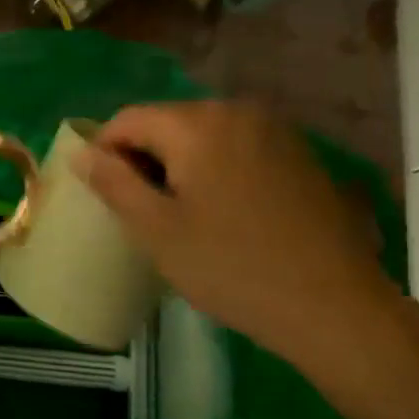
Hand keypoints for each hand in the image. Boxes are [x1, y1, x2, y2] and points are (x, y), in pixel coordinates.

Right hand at [72, 100, 399, 389]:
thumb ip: (113, 183)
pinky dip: (218, 169)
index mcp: (197, 123)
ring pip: (204, 135)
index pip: (128, 119)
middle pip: (168, 123)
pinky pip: (239, 148)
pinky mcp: (301, 154)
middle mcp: (237, 111)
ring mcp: (275, 130)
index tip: (106, 196)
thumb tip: (81, 152)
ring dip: (182, 165)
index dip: (105, 152)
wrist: (337, 308)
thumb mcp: (157, 230)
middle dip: (145, 159)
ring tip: (184, 215)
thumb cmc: (233, 268)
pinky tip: (228, 214)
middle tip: (144, 211)